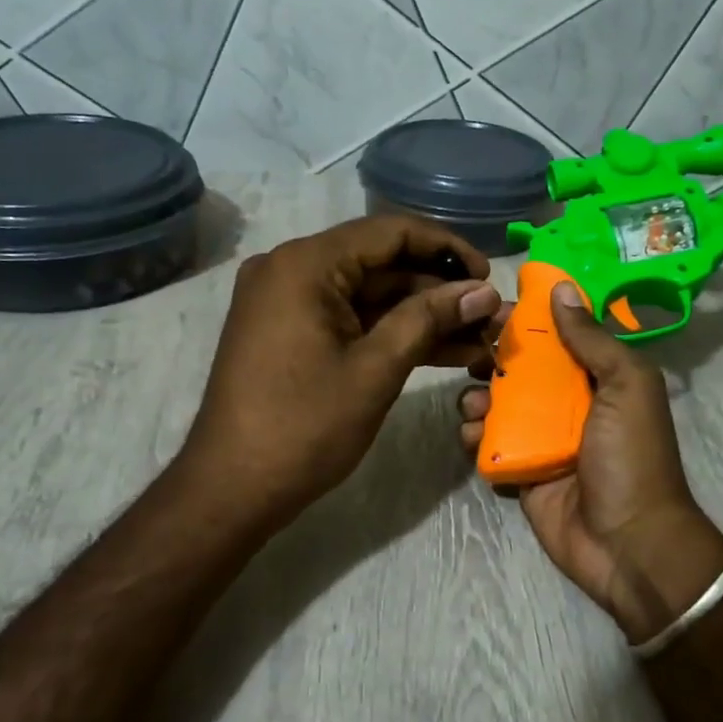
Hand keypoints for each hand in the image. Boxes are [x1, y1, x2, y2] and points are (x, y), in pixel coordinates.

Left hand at [180, 215, 500, 535]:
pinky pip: (351, 320)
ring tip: (479, 339)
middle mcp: (292, 269)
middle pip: (381, 264)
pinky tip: (443, 352)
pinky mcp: (291, 333)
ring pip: (370, 296)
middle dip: (439, 292)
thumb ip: (430, 319)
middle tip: (490, 317)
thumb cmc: (304, 427)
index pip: (390, 232)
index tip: (489, 277)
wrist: (232, 489)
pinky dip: (391, 334)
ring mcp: (288, 302)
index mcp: (306, 264)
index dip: (446, 249)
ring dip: (422, 317)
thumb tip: (483, 291)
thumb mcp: (376, 369)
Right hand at [459, 283, 722, 644]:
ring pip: (497, 404)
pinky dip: (475, 435)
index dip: (525, 319)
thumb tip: (561, 289)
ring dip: (477, 397)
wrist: (628, 544)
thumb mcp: (627, 386)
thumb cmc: (631, 457)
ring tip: (474, 404)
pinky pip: (489, 443)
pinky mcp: (520, 471)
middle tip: (471, 355)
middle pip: (520, 367)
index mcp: (598, 378)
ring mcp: (541, 438)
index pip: (556, 335)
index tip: (491, 307)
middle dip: (491, 357)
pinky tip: (473, 434)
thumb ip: (593, 339)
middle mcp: (568, 403)